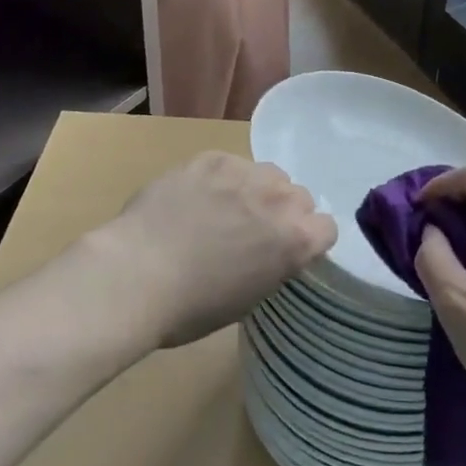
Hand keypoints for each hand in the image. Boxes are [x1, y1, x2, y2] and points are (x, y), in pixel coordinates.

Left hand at [92, 151, 335, 349]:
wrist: (138, 273)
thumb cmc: (191, 307)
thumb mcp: (248, 298)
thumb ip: (273, 263)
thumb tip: (268, 249)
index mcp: (294, 240)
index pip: (327, 227)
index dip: (308, 238)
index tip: (288, 249)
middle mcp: (279, 199)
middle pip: (299, 195)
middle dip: (283, 211)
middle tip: (252, 230)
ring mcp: (245, 172)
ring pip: (267, 173)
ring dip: (256, 189)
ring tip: (224, 208)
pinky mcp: (212, 157)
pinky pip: (231, 163)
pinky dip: (221, 178)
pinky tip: (196, 196)